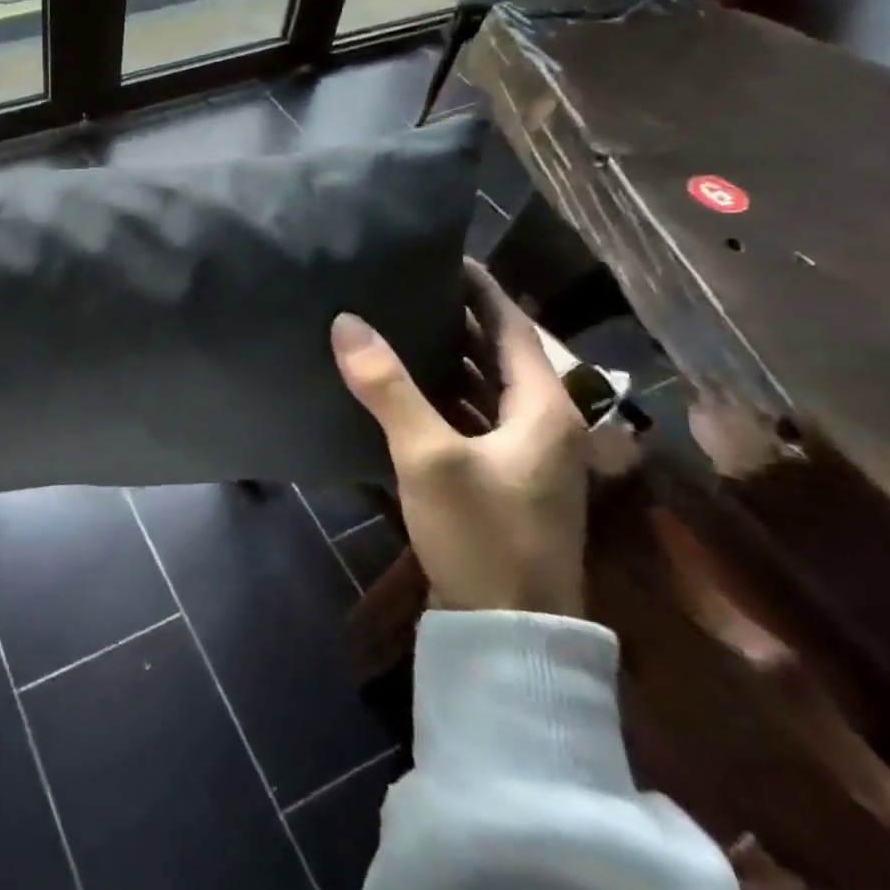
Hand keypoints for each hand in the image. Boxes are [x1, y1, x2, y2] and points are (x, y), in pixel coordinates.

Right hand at [330, 260, 588, 616]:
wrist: (509, 635)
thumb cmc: (482, 535)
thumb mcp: (429, 457)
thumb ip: (387, 388)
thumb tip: (346, 322)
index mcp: (544, 407)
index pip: (512, 325)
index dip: (479, 287)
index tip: (440, 254)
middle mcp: (541, 423)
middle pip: (496, 353)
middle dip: (454, 318)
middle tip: (403, 285)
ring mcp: (522, 455)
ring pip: (480, 387)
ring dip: (444, 357)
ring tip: (393, 324)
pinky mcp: (499, 480)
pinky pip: (468, 418)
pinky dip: (438, 396)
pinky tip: (399, 388)